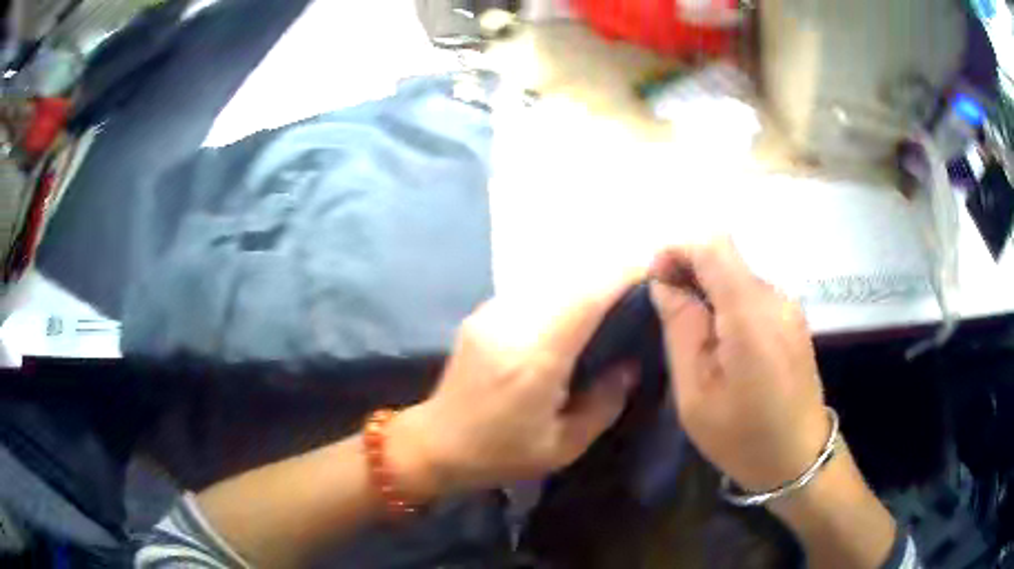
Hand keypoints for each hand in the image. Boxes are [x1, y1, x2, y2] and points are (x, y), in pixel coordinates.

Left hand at [392, 273, 642, 498]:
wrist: (435, 444)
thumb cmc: (500, 454)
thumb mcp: (563, 446)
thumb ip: (604, 403)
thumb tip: (630, 364)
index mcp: (535, 358)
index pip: (585, 299)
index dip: (621, 276)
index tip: (651, 271)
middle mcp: (511, 324)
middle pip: (569, 281)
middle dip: (607, 276)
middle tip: (638, 289)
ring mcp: (491, 314)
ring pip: (550, 281)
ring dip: (583, 284)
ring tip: (610, 301)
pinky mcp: (481, 314)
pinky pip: (531, 292)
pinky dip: (559, 295)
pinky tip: (571, 315)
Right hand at [649, 237, 828, 491]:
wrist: (798, 458)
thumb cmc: (743, 437)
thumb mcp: (695, 395)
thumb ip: (681, 331)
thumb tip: (665, 285)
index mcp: (751, 316)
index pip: (713, 247)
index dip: (678, 250)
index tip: (655, 280)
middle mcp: (775, 299)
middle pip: (726, 258)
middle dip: (689, 271)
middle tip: (666, 312)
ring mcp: (788, 307)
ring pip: (738, 274)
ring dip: (708, 289)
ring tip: (692, 333)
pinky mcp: (792, 318)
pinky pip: (752, 293)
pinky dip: (728, 302)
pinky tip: (721, 341)